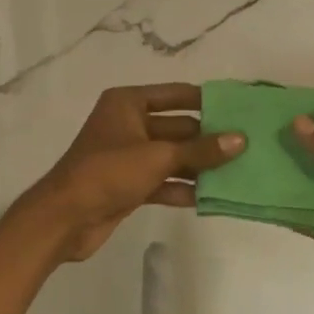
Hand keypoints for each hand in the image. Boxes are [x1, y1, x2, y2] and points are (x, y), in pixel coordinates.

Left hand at [21, 85, 244, 262]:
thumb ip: (201, 149)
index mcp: (129, 104)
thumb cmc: (108, 172)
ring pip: (173, 156)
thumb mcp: (159, 157)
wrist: (65, 218)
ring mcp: (129, 156)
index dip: (207, 100)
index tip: (239, 107)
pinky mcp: (130, 184)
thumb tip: (241, 139)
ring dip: (200, 166)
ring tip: (239, 171)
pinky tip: (214, 197)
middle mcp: (129, 124)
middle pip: (178, 127)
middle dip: (209, 138)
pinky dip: (184, 188)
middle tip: (248, 145)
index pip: (176, 95)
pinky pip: (164, 181)